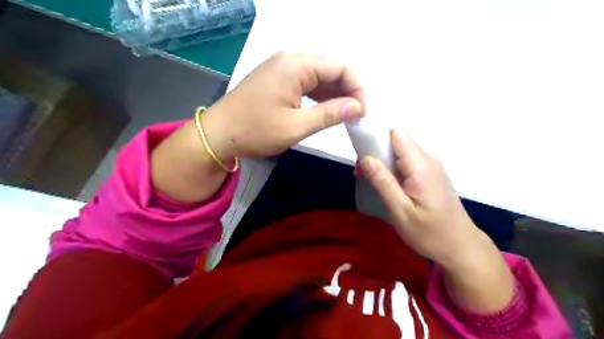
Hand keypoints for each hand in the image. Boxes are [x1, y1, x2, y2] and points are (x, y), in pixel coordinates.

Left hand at [202, 52, 367, 159]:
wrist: (218, 133)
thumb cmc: (255, 131)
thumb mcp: (296, 126)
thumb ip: (329, 115)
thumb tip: (357, 107)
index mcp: (295, 66)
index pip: (340, 67)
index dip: (358, 87)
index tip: (364, 111)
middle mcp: (290, 60)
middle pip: (331, 68)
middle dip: (349, 90)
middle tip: (358, 115)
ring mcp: (283, 68)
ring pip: (320, 76)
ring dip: (336, 94)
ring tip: (348, 115)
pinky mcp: (278, 79)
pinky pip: (307, 82)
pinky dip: (321, 95)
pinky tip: (329, 109)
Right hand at [358, 128, 489, 271]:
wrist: (460, 247)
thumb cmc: (430, 233)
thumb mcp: (400, 211)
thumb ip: (383, 182)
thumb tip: (365, 157)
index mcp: (420, 164)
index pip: (395, 133)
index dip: (375, 136)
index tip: (359, 152)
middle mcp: (427, 159)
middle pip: (396, 140)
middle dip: (375, 151)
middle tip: (361, 173)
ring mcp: (430, 166)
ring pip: (400, 151)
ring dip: (382, 162)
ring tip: (370, 181)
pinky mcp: (429, 174)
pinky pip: (406, 162)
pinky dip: (392, 169)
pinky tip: (386, 186)